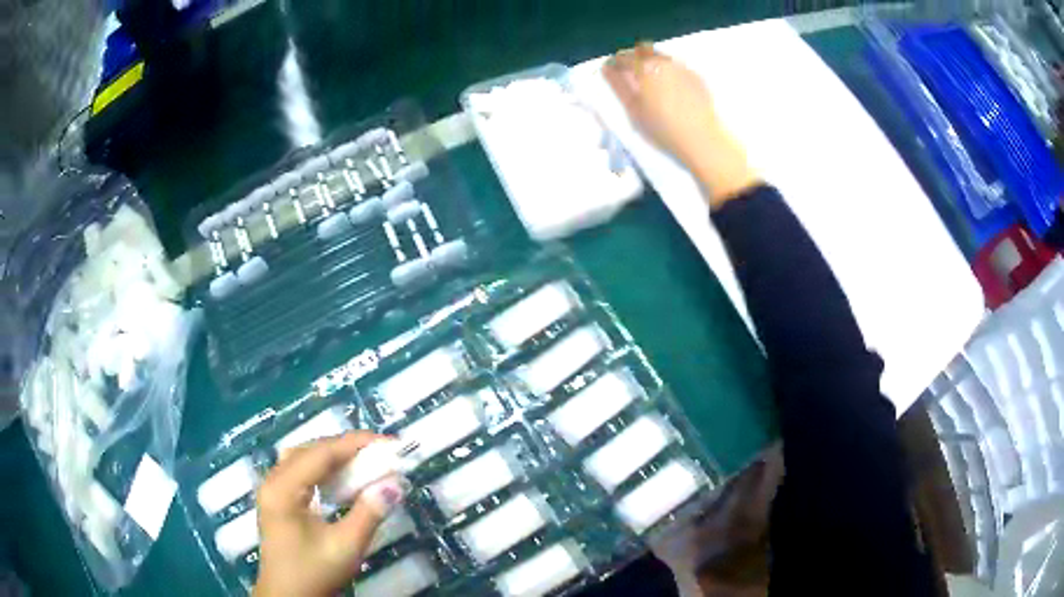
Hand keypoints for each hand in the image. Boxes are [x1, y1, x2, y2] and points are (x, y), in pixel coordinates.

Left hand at [253, 432, 404, 596]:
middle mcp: (273, 481)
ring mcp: (272, 489)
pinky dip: (324, 469)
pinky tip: (341, 479)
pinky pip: (300, 471)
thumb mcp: (346, 546)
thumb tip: (395, 483)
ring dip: (334, 456)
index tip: (389, 443)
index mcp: (283, 488)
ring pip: (303, 458)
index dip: (356, 444)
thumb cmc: (314, 572)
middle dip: (346, 447)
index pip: (321, 453)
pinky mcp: (278, 500)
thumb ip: (369, 513)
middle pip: (310, 450)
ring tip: (364, 461)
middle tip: (381, 452)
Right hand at [604, 43, 759, 205]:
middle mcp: (664, 61)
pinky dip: (669, 73)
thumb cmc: (662, 126)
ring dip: (652, 64)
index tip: (612, 71)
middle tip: (631, 75)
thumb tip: (607, 69)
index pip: (623, 57)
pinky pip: (677, 67)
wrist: (701, 138)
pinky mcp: (696, 76)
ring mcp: (682, 67)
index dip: (615, 63)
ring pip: (661, 57)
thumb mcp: (633, 108)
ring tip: (651, 84)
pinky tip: (670, 90)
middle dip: (634, 58)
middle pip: (643, 50)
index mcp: (645, 66)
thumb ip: (618, 85)